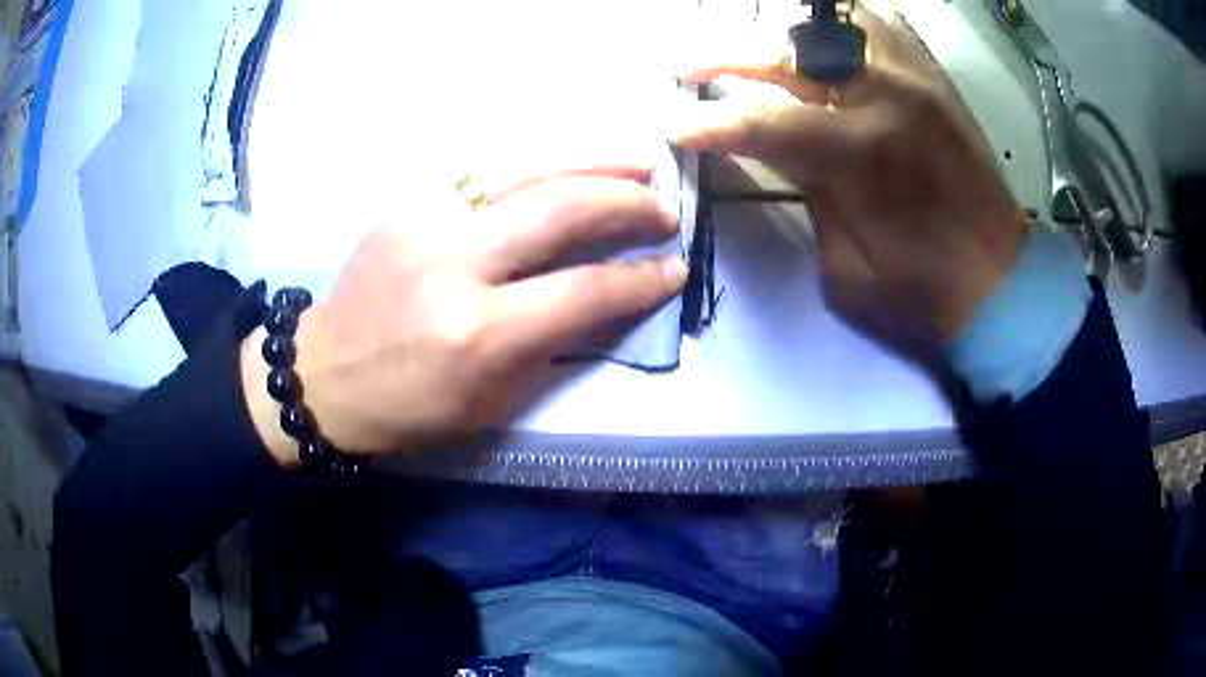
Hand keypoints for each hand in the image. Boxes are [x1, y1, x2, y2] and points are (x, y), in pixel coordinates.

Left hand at [242, 166, 687, 464]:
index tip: (675, 266)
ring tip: (638, 158)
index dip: (640, 278)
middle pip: (560, 208)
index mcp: (479, 333)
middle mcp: (456, 262)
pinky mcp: (409, 201)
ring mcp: (427, 219)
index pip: (583, 291)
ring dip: (593, 158)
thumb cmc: (411, 405)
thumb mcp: (492, 399)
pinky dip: (539, 157)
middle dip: (627, 201)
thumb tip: (609, 294)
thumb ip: (554, 342)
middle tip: (664, 205)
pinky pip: (487, 164)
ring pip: (526, 167)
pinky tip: (569, 159)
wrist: (325, 374)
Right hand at [673, 8, 1025, 355]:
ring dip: (786, 32)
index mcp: (863, 154)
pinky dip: (846, 23)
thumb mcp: (846, 268)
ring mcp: (916, 79)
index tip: (673, 128)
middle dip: (724, 57)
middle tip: (685, 67)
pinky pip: (885, 25)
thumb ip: (808, 196)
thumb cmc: (924, 294)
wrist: (1001, 284)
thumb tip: (781, 151)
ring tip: (757, 47)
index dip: (707, 124)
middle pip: (788, 53)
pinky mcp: (936, 81)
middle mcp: (888, 97)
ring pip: (836, 22)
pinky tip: (824, 38)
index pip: (761, 120)